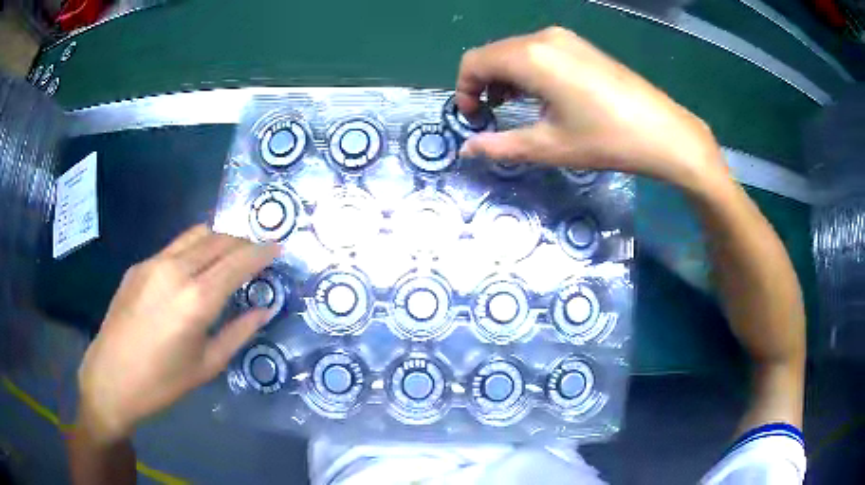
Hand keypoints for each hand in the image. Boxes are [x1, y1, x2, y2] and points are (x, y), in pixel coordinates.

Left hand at [75, 225, 279, 442]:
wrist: (111, 378)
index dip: (261, 251)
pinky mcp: (138, 265)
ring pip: (195, 235)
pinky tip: (192, 271)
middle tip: (256, 254)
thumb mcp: (207, 366)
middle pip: (218, 239)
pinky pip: (174, 247)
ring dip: (218, 239)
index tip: (278, 246)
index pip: (238, 261)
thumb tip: (263, 309)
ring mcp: (153, 263)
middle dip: (242, 241)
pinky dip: (194, 249)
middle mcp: (175, 270)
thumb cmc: (163, 383)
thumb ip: (238, 333)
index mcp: (196, 299)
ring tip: (228, 256)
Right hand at [457, 26, 728, 193]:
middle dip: (482, 84)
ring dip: (505, 78)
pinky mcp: (581, 46)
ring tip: (516, 108)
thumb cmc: (606, 139)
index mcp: (530, 57)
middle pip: (493, 53)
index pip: (473, 62)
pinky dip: (528, 71)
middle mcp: (544, 37)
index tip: (474, 119)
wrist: (665, 132)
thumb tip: (467, 149)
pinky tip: (543, 95)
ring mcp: (565, 39)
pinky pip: (539, 52)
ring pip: (516, 51)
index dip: (463, 90)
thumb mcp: (550, 147)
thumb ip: (501, 146)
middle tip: (492, 117)